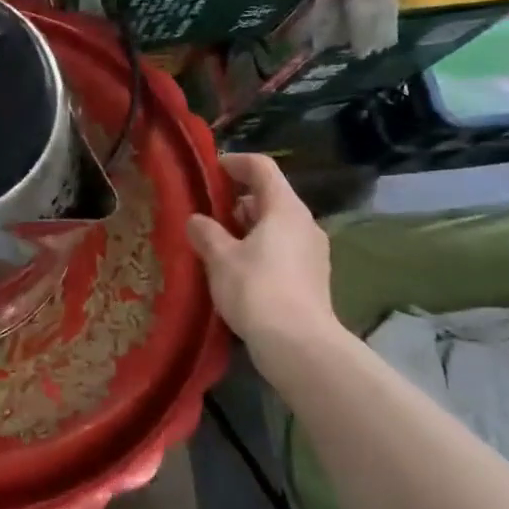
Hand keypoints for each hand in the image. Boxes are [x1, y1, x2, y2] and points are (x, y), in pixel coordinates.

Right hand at [188, 155, 340, 351]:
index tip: (211, 170)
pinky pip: (282, 249)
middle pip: (270, 196)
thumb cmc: (256, 289)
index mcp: (284, 208)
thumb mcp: (220, 258)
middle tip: (207, 212)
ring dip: (247, 227)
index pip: (262, 168)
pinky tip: (237, 270)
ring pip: (276, 225)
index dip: (235, 163)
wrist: (298, 345)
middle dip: (237, 200)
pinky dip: (259, 248)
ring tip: (217, 243)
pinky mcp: (312, 277)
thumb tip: (196, 220)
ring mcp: (313, 252)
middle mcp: (304, 223)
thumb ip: (206, 232)